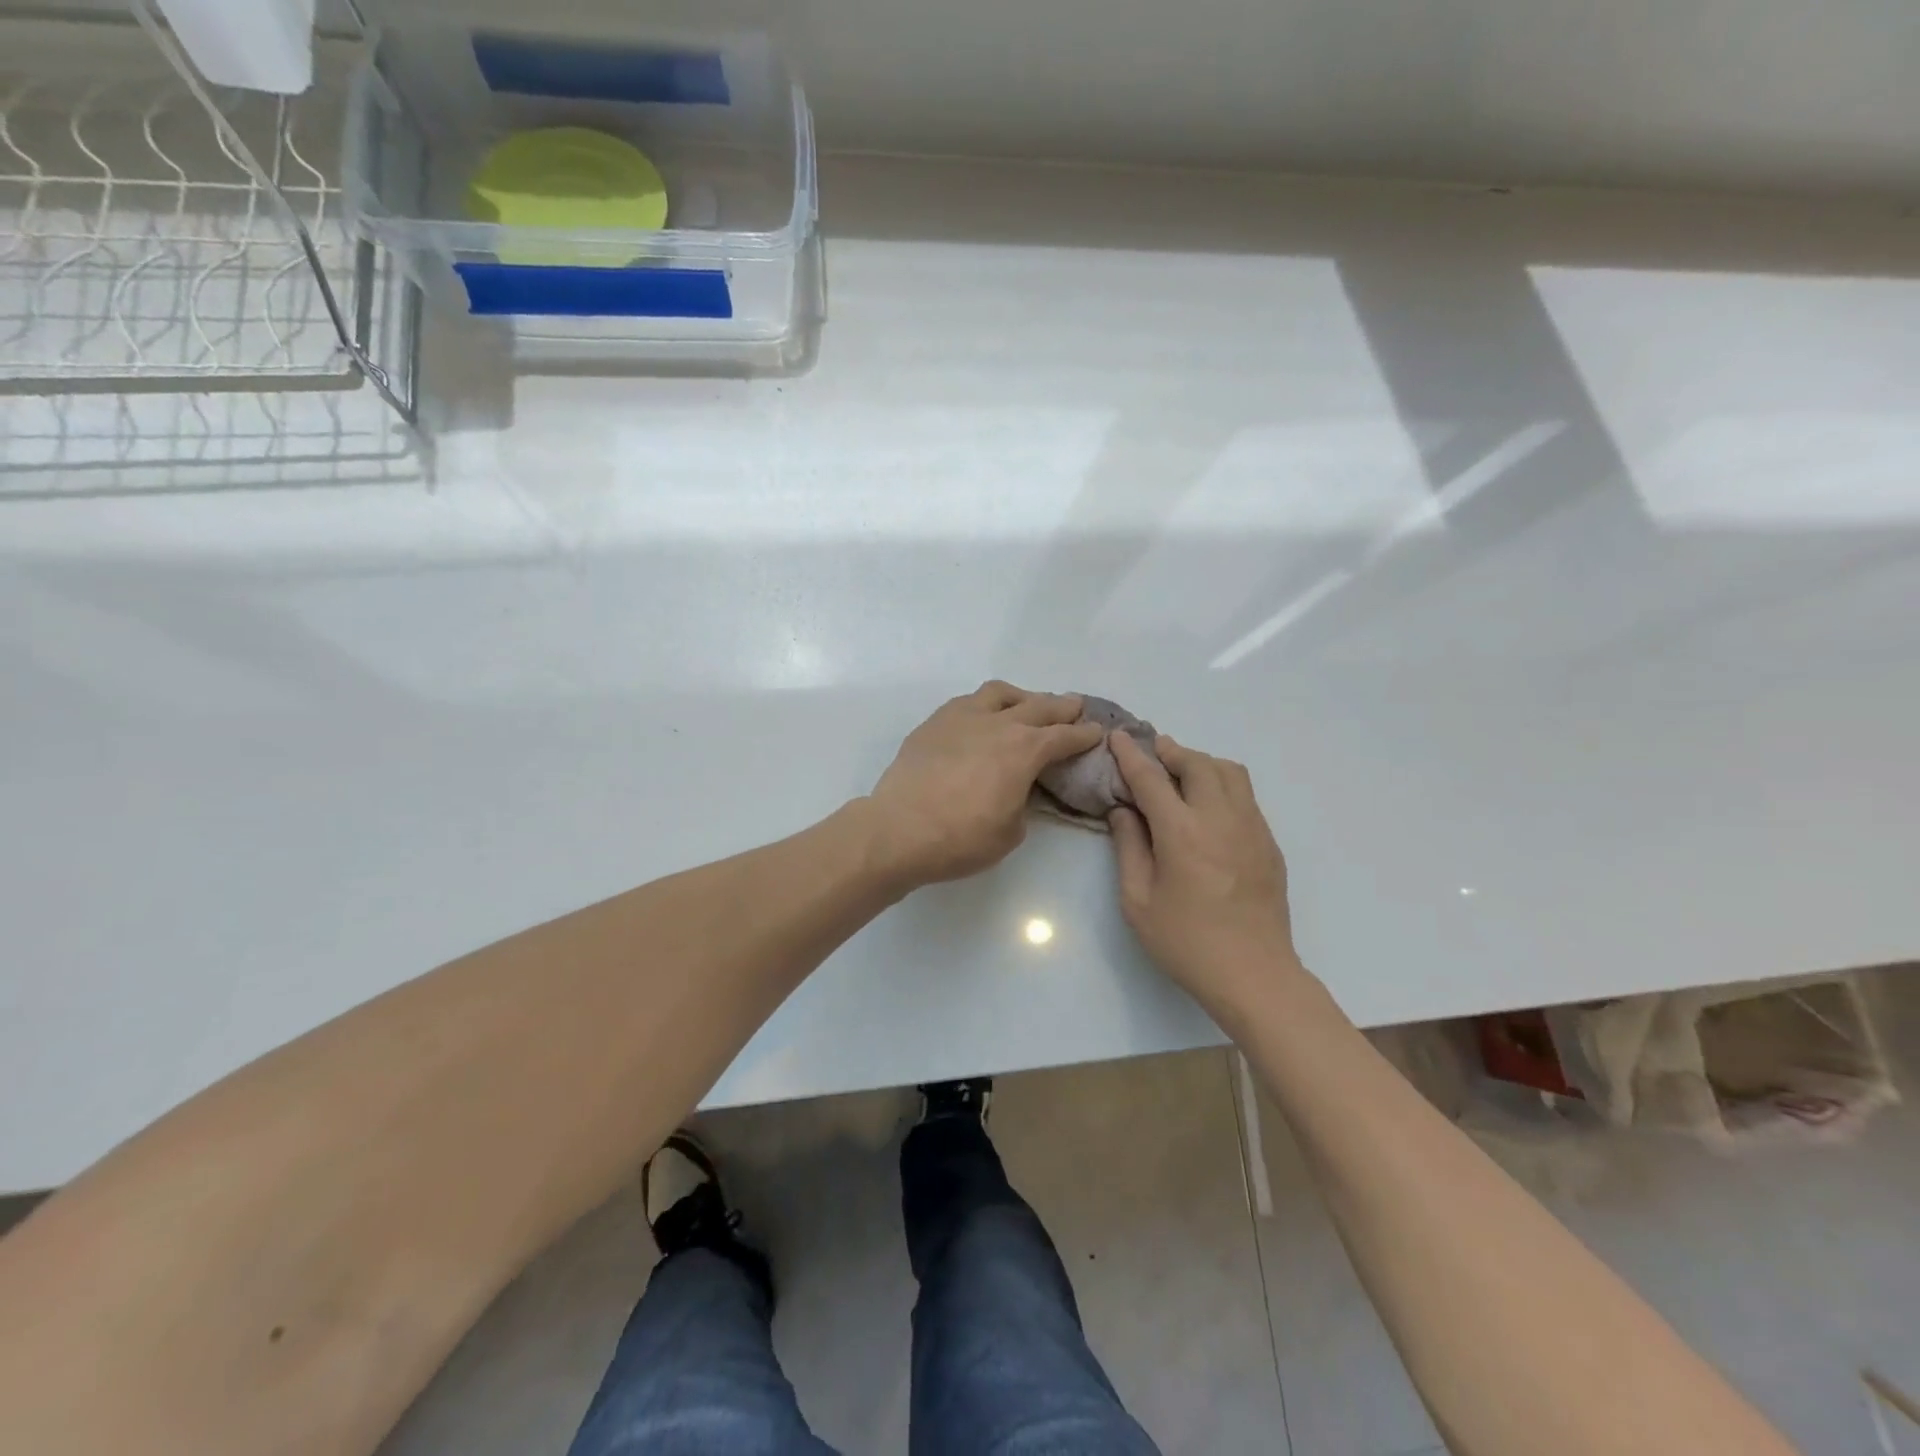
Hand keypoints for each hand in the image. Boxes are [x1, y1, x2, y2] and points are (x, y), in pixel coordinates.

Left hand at [867, 682, 1105, 885]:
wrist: (898, 830)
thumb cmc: (961, 839)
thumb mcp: (1010, 831)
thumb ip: (1023, 802)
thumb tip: (1019, 789)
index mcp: (1024, 750)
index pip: (1063, 737)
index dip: (1084, 735)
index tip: (1096, 731)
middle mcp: (997, 724)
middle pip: (1038, 706)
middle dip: (1061, 707)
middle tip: (1074, 706)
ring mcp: (962, 718)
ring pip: (999, 693)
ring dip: (1021, 697)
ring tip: (1026, 705)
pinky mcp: (934, 723)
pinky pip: (967, 702)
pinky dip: (985, 705)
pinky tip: (983, 717)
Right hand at [1107, 732, 1302, 1015]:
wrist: (1253, 974)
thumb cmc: (1186, 942)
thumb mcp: (1138, 901)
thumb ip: (1129, 848)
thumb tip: (1124, 811)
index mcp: (1182, 833)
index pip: (1152, 779)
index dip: (1131, 755)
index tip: (1118, 737)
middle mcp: (1220, 819)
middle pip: (1197, 764)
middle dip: (1171, 751)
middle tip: (1153, 751)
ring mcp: (1252, 828)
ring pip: (1230, 773)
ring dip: (1201, 762)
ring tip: (1182, 771)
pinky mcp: (1269, 843)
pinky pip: (1246, 796)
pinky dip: (1223, 784)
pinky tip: (1208, 805)